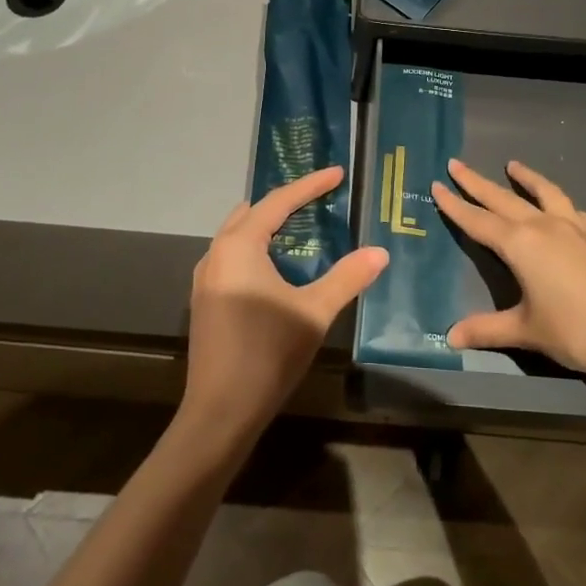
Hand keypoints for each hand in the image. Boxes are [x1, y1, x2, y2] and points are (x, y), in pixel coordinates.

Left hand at [181, 165, 387, 441]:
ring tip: (301, 225)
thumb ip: (348, 277)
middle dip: (286, 201)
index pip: (279, 202)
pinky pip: (233, 256)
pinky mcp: (205, 300)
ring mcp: (206, 278)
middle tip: (319, 197)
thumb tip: (380, 252)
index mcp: (240, 247)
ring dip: (268, 225)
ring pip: (238, 234)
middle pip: (253, 213)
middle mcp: (216, 254)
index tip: (337, 173)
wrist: (220, 412)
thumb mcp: (314, 312)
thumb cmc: (268, 353)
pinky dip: (256, 248)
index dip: (310, 185)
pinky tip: (277, 265)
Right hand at [431, 158, 585, 378]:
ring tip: (513, 165)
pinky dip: (560, 202)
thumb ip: (488, 329)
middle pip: (503, 198)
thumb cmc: (576, 331)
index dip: (455, 204)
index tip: (437, 184)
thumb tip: (451, 337)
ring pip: (545, 192)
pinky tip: (563, 207)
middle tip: (457, 163)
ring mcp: (577, 227)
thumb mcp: (527, 331)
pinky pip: (574, 210)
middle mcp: (545, 226)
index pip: (478, 220)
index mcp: (520, 244)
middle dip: (477, 182)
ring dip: (526, 178)